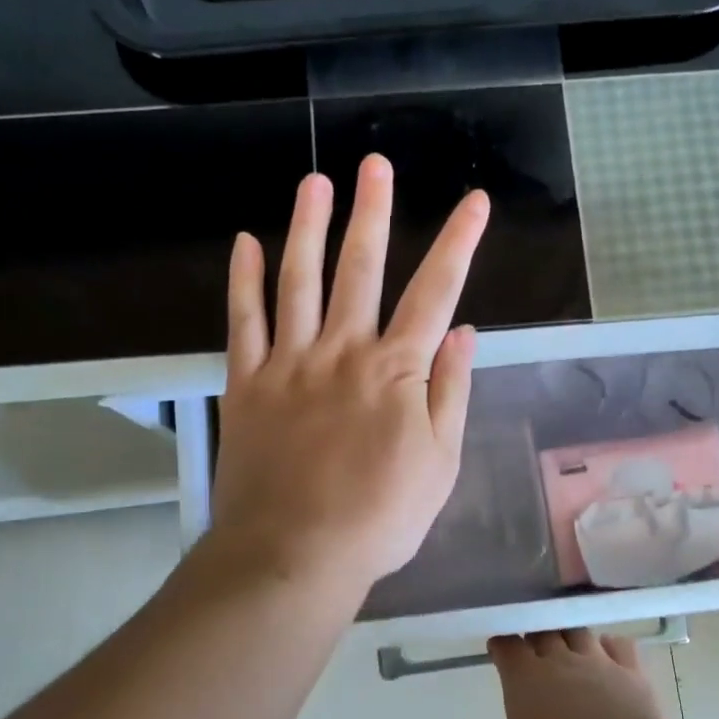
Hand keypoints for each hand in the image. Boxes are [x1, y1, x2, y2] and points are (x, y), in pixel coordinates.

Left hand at [212, 153, 489, 598]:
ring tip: (314, 183)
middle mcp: (343, 352)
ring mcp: (290, 363)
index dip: (458, 244)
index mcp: (397, 371)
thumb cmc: (380, 517)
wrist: (295, 553)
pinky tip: (247, 244)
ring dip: (308, 228)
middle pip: (360, 270)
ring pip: (299, 281)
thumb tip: (464, 333)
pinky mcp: (248, 384)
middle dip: (372, 214)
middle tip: (374, 165)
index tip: (474, 203)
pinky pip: (244, 321)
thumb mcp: (440, 464)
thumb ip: (450, 393)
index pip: (436, 293)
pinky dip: (245, 281)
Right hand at [459, 630, 675, 718]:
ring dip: (569, 634)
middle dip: (533, 634)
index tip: (498, 649)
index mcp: (524, 677)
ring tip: (566, 642)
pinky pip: (619, 645)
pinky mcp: (631, 672)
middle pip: (543, 631)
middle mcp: (559, 659)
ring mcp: (598, 662)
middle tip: (531, 646)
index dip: (501, 644)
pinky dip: (610, 644)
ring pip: (579, 631)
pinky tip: (608, 650)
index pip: (507, 644)